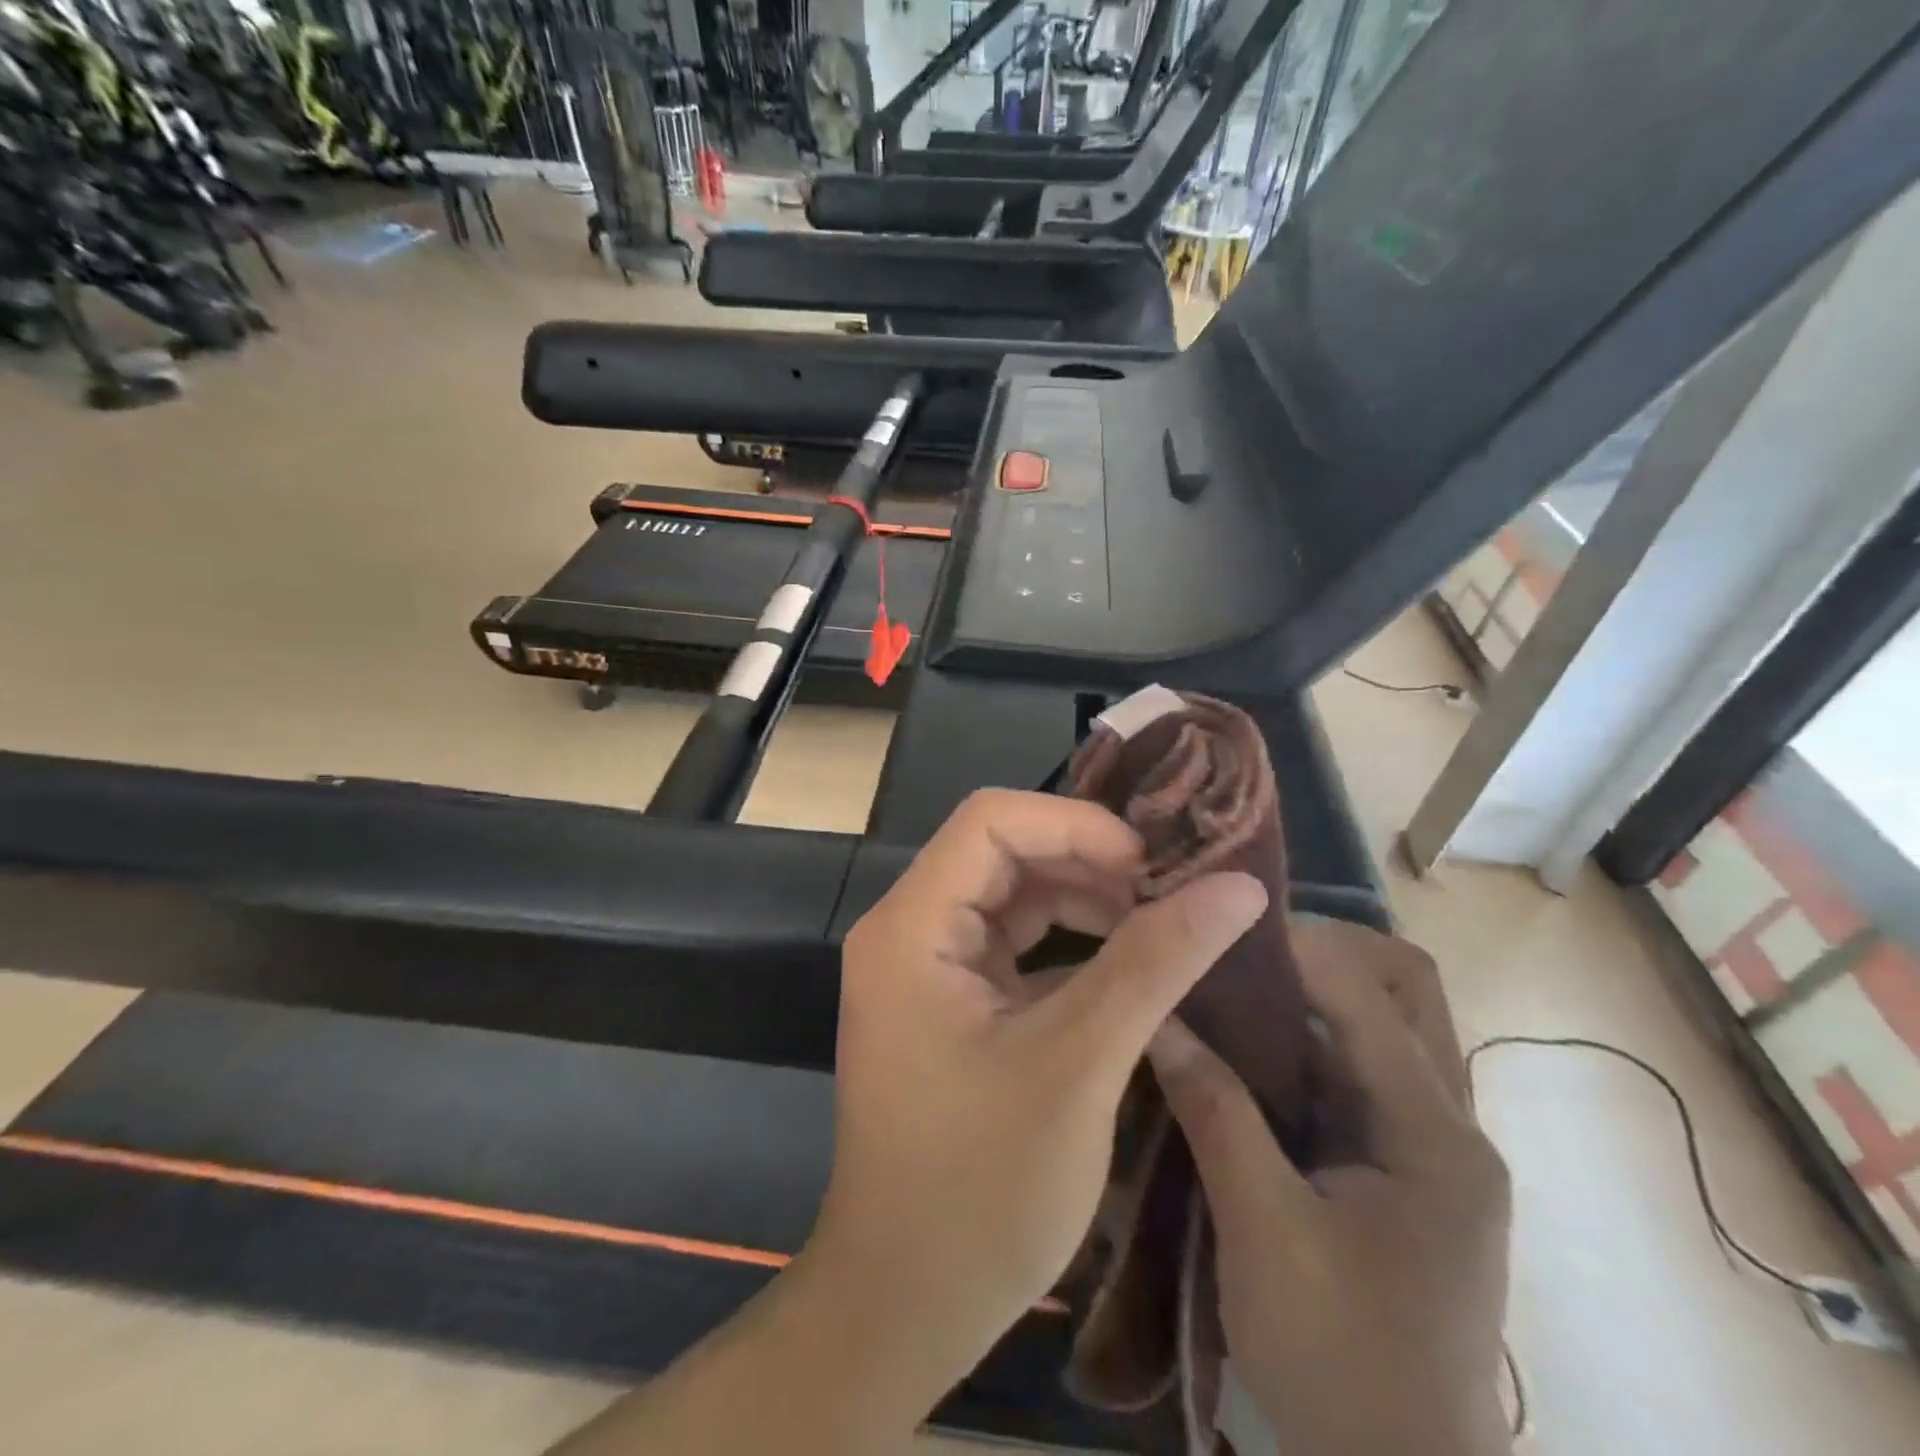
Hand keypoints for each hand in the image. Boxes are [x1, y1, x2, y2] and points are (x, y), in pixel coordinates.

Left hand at [806, 788, 1268, 1406]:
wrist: (905, 1304)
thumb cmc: (980, 1190)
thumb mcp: (1077, 1065)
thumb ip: (1154, 964)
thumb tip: (1238, 888)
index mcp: (912, 927)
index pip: (990, 821)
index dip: (1075, 824)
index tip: (1150, 864)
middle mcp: (909, 930)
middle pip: (1002, 852)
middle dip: (1088, 861)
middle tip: (1172, 890)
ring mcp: (926, 966)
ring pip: (1013, 896)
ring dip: (1086, 901)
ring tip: (1163, 924)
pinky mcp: (948, 1001)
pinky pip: (1013, 944)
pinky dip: (1071, 944)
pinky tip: (1130, 965)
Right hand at [1148, 919, 1511, 1455]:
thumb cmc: (1339, 1365)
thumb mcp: (1263, 1233)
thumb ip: (1215, 1113)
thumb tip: (1159, 1017)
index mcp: (1436, 1138)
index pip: (1371, 997)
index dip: (1297, 947)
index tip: (1221, 923)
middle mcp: (1451, 1126)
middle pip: (1405, 990)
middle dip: (1325, 951)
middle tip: (1237, 947)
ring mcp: (1432, 1147)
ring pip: (1386, 1023)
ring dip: (1316, 991)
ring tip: (1234, 981)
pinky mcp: (1404, 1167)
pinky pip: (1362, 1069)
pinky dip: (1310, 1039)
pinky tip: (1249, 1046)